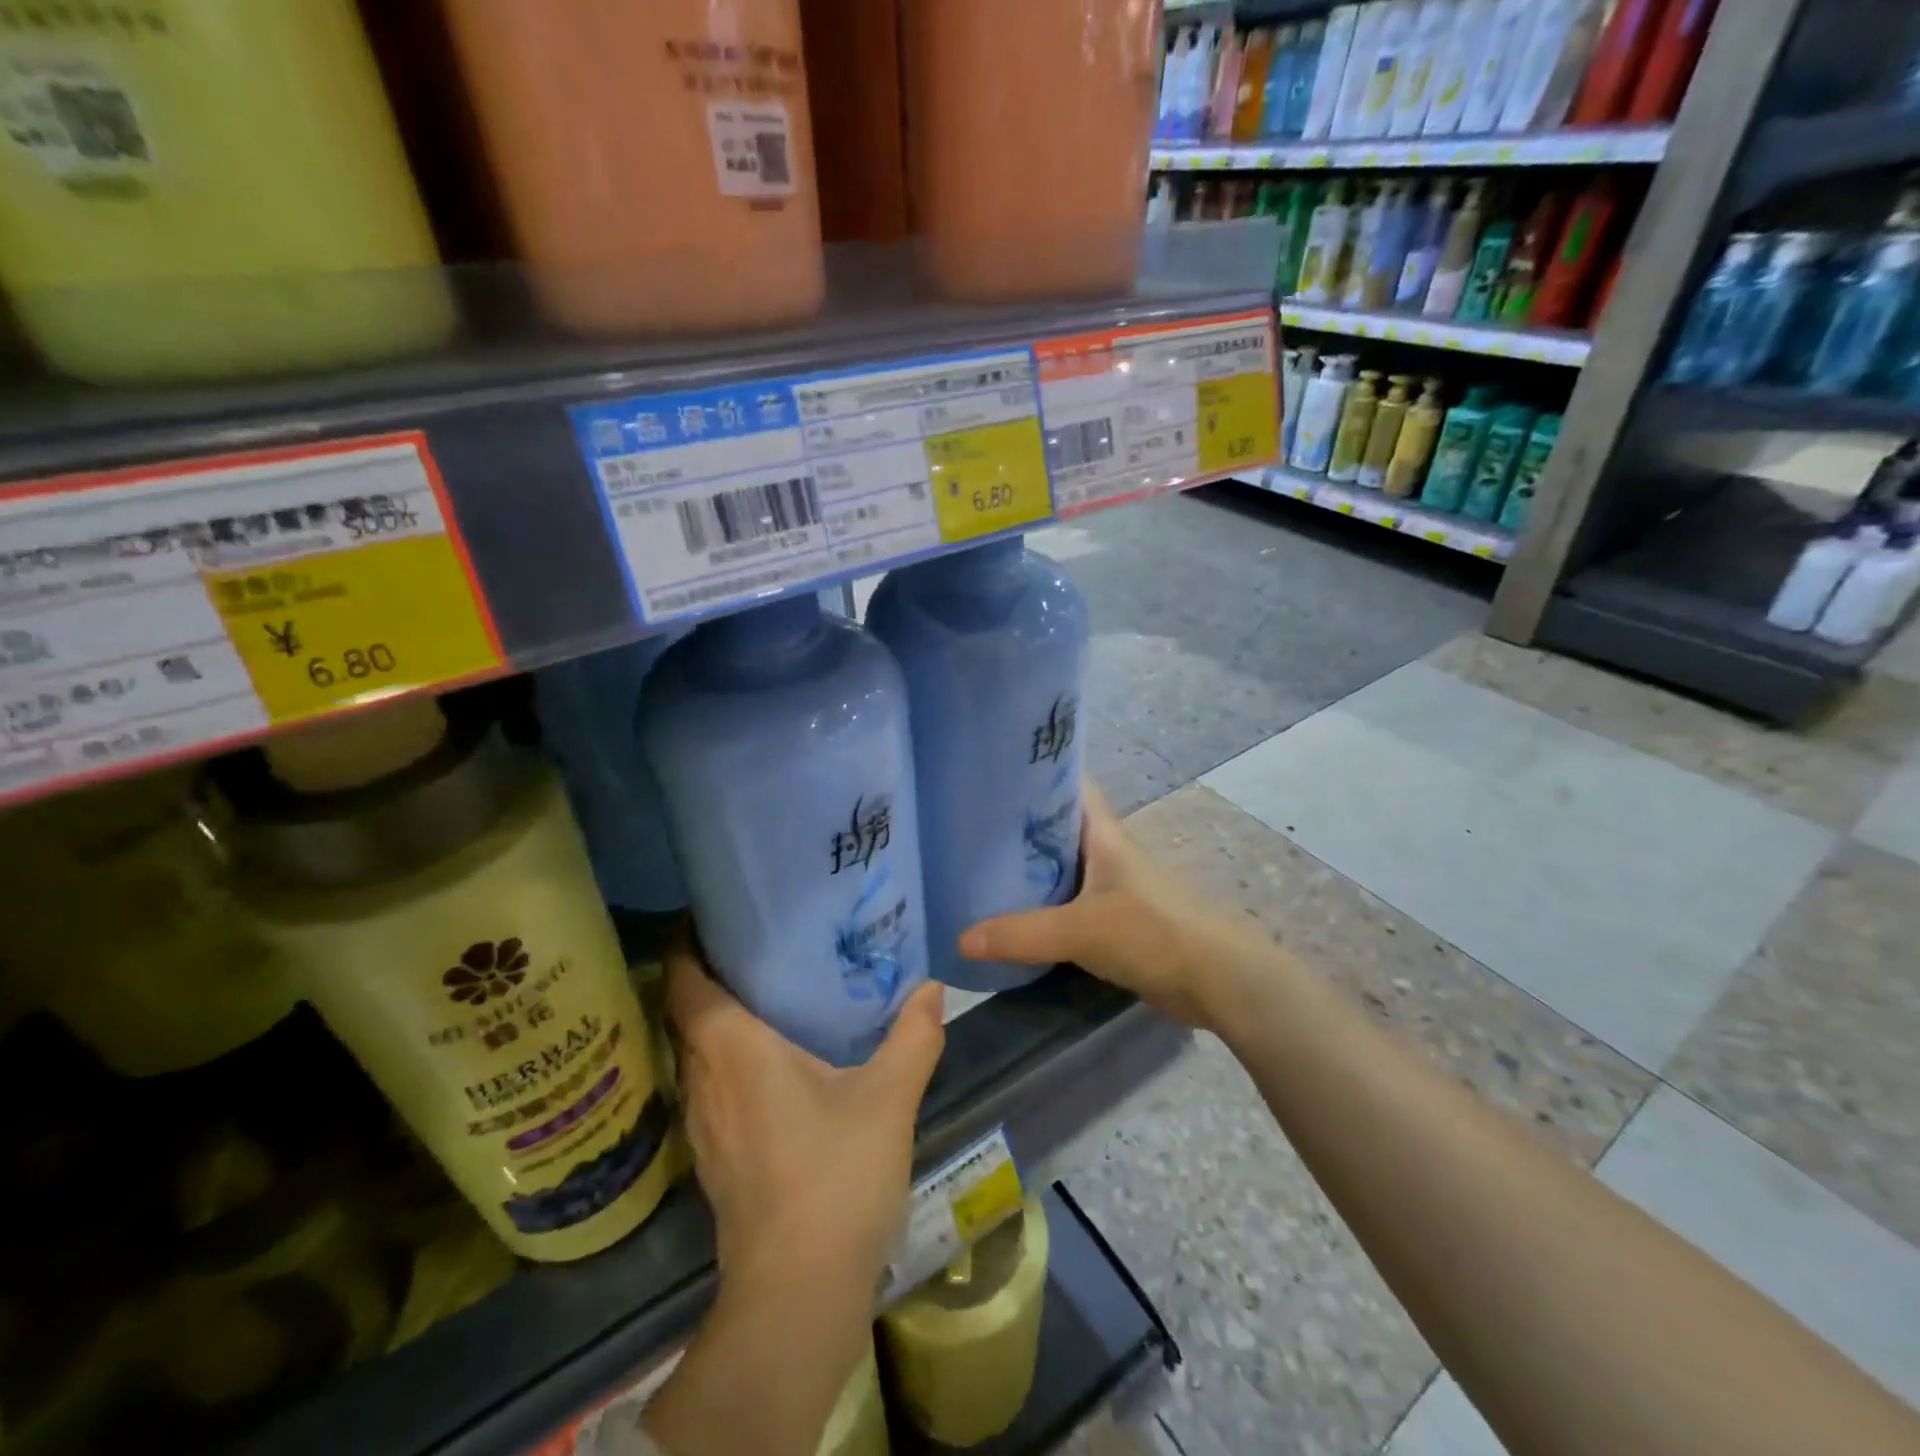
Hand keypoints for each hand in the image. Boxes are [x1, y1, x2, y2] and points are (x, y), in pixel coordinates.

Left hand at [665, 928, 945, 1302]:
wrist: (796, 1293)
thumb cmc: (835, 1178)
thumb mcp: (889, 1099)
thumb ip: (914, 1036)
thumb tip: (932, 988)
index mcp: (734, 1050)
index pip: (685, 980)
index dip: (685, 941)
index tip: (710, 912)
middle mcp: (704, 1079)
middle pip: (685, 1011)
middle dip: (706, 973)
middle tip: (751, 940)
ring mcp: (702, 1123)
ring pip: (693, 1051)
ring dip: (714, 1018)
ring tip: (760, 989)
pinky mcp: (713, 1156)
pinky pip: (707, 1084)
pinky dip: (724, 1058)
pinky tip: (766, 1063)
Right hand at [958, 782, 1251, 1028]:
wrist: (1219, 980)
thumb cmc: (1152, 932)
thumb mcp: (1080, 929)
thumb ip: (1021, 933)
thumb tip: (961, 939)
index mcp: (1104, 835)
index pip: (1069, 786)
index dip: (1036, 775)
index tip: (992, 777)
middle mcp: (1109, 853)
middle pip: (1059, 828)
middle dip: (1020, 828)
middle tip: (970, 830)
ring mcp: (1116, 888)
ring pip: (1065, 868)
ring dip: (1032, 871)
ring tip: (981, 872)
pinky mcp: (1119, 921)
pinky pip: (1073, 905)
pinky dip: (1047, 908)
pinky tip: (1017, 919)